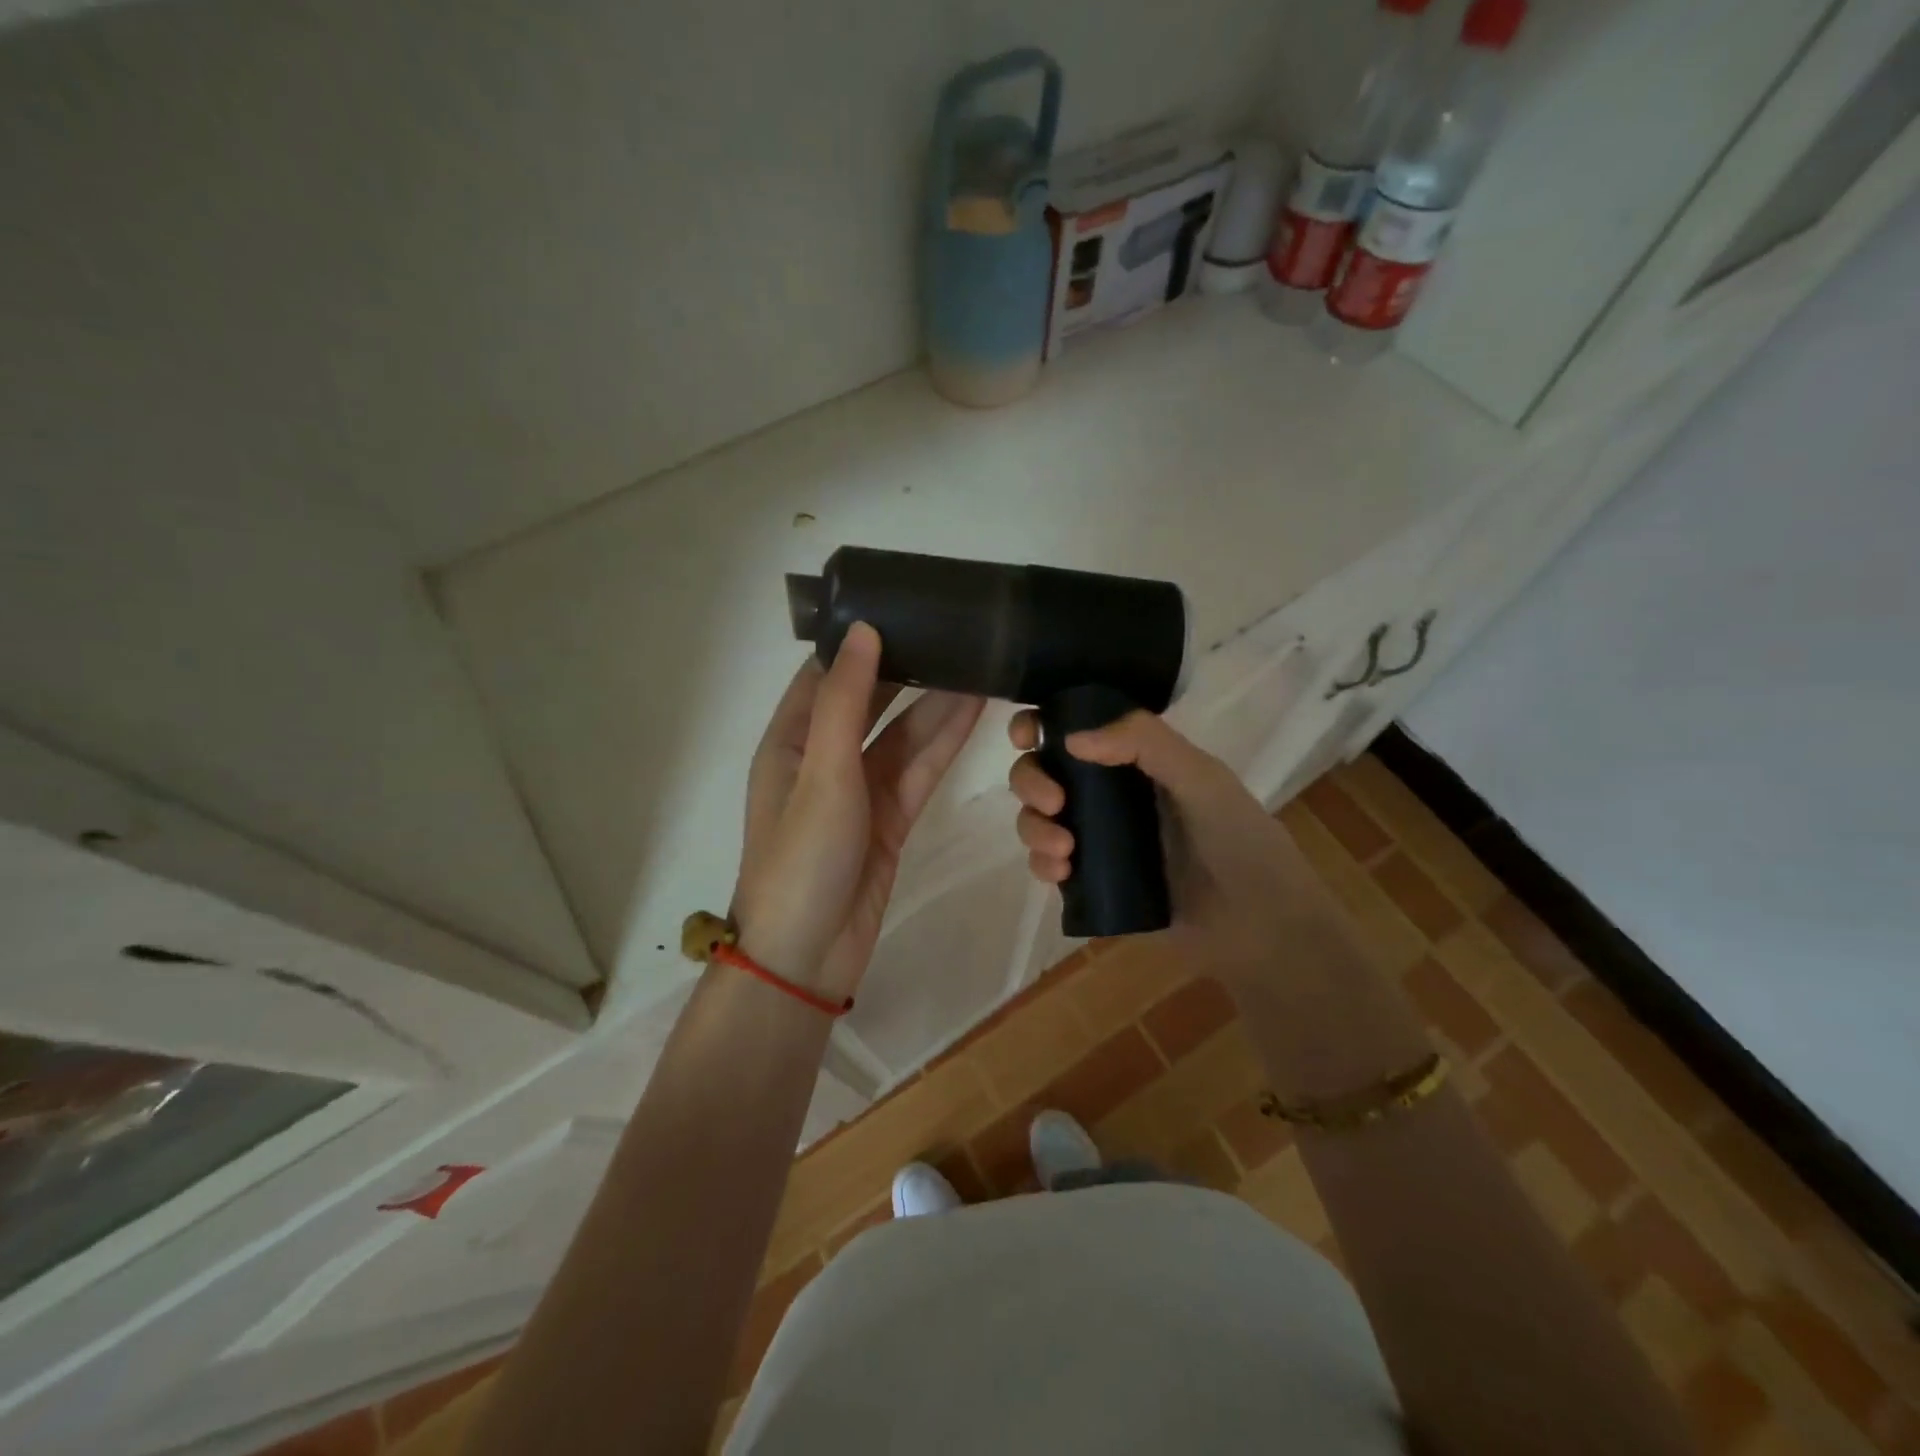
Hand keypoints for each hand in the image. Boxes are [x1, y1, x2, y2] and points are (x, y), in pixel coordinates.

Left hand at [733, 623, 985, 999]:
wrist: (808, 957)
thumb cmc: (801, 858)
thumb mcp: (819, 772)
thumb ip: (844, 700)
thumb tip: (865, 630)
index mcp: (791, 739)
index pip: (827, 674)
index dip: (862, 640)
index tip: (904, 605)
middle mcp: (824, 757)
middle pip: (872, 700)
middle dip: (910, 668)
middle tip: (956, 630)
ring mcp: (860, 789)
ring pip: (904, 735)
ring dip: (938, 703)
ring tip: (979, 662)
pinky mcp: (890, 817)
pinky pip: (920, 769)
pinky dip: (946, 742)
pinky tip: (975, 711)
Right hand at [1007, 708, 1329, 985]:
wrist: (1259, 926)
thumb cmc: (1239, 839)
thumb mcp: (1201, 777)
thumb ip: (1144, 743)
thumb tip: (1069, 738)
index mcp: (1133, 759)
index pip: (1073, 727)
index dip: (1039, 725)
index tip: (1027, 736)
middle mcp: (1108, 792)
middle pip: (1043, 771)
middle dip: (1031, 781)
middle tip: (1053, 803)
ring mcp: (1098, 838)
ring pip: (1038, 818)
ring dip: (1033, 827)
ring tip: (1063, 851)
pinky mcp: (1092, 882)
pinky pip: (1048, 865)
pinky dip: (1041, 864)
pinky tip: (1061, 875)